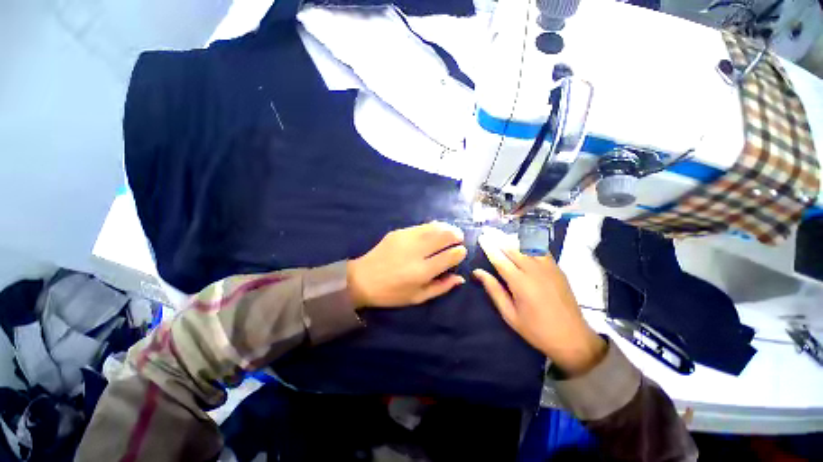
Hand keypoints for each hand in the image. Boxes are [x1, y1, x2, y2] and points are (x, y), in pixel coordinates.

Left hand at [348, 221, 467, 308]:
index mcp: (422, 271)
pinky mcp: (398, 232)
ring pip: (433, 227)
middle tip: (459, 238)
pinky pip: (421, 226)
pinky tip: (435, 229)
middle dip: (456, 236)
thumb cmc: (391, 293)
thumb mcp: (418, 298)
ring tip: (451, 231)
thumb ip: (441, 287)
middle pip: (444, 236)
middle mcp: (416, 252)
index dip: (460, 252)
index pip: (449, 256)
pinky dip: (432, 226)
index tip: (462, 252)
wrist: (362, 279)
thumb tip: (460, 278)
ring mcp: (406, 239)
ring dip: (446, 228)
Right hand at [473, 233, 605, 376]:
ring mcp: (549, 267)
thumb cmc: (536, 330)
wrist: (573, 338)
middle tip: (488, 230)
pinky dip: (529, 242)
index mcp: (520, 284)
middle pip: (513, 248)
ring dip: (512, 238)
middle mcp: (534, 271)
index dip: (489, 247)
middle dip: (498, 238)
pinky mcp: (557, 268)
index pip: (500, 259)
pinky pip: (540, 249)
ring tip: (501, 233)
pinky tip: (522, 240)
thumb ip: (494, 290)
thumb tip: (478, 272)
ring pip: (527, 246)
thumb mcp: (510, 314)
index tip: (481, 237)